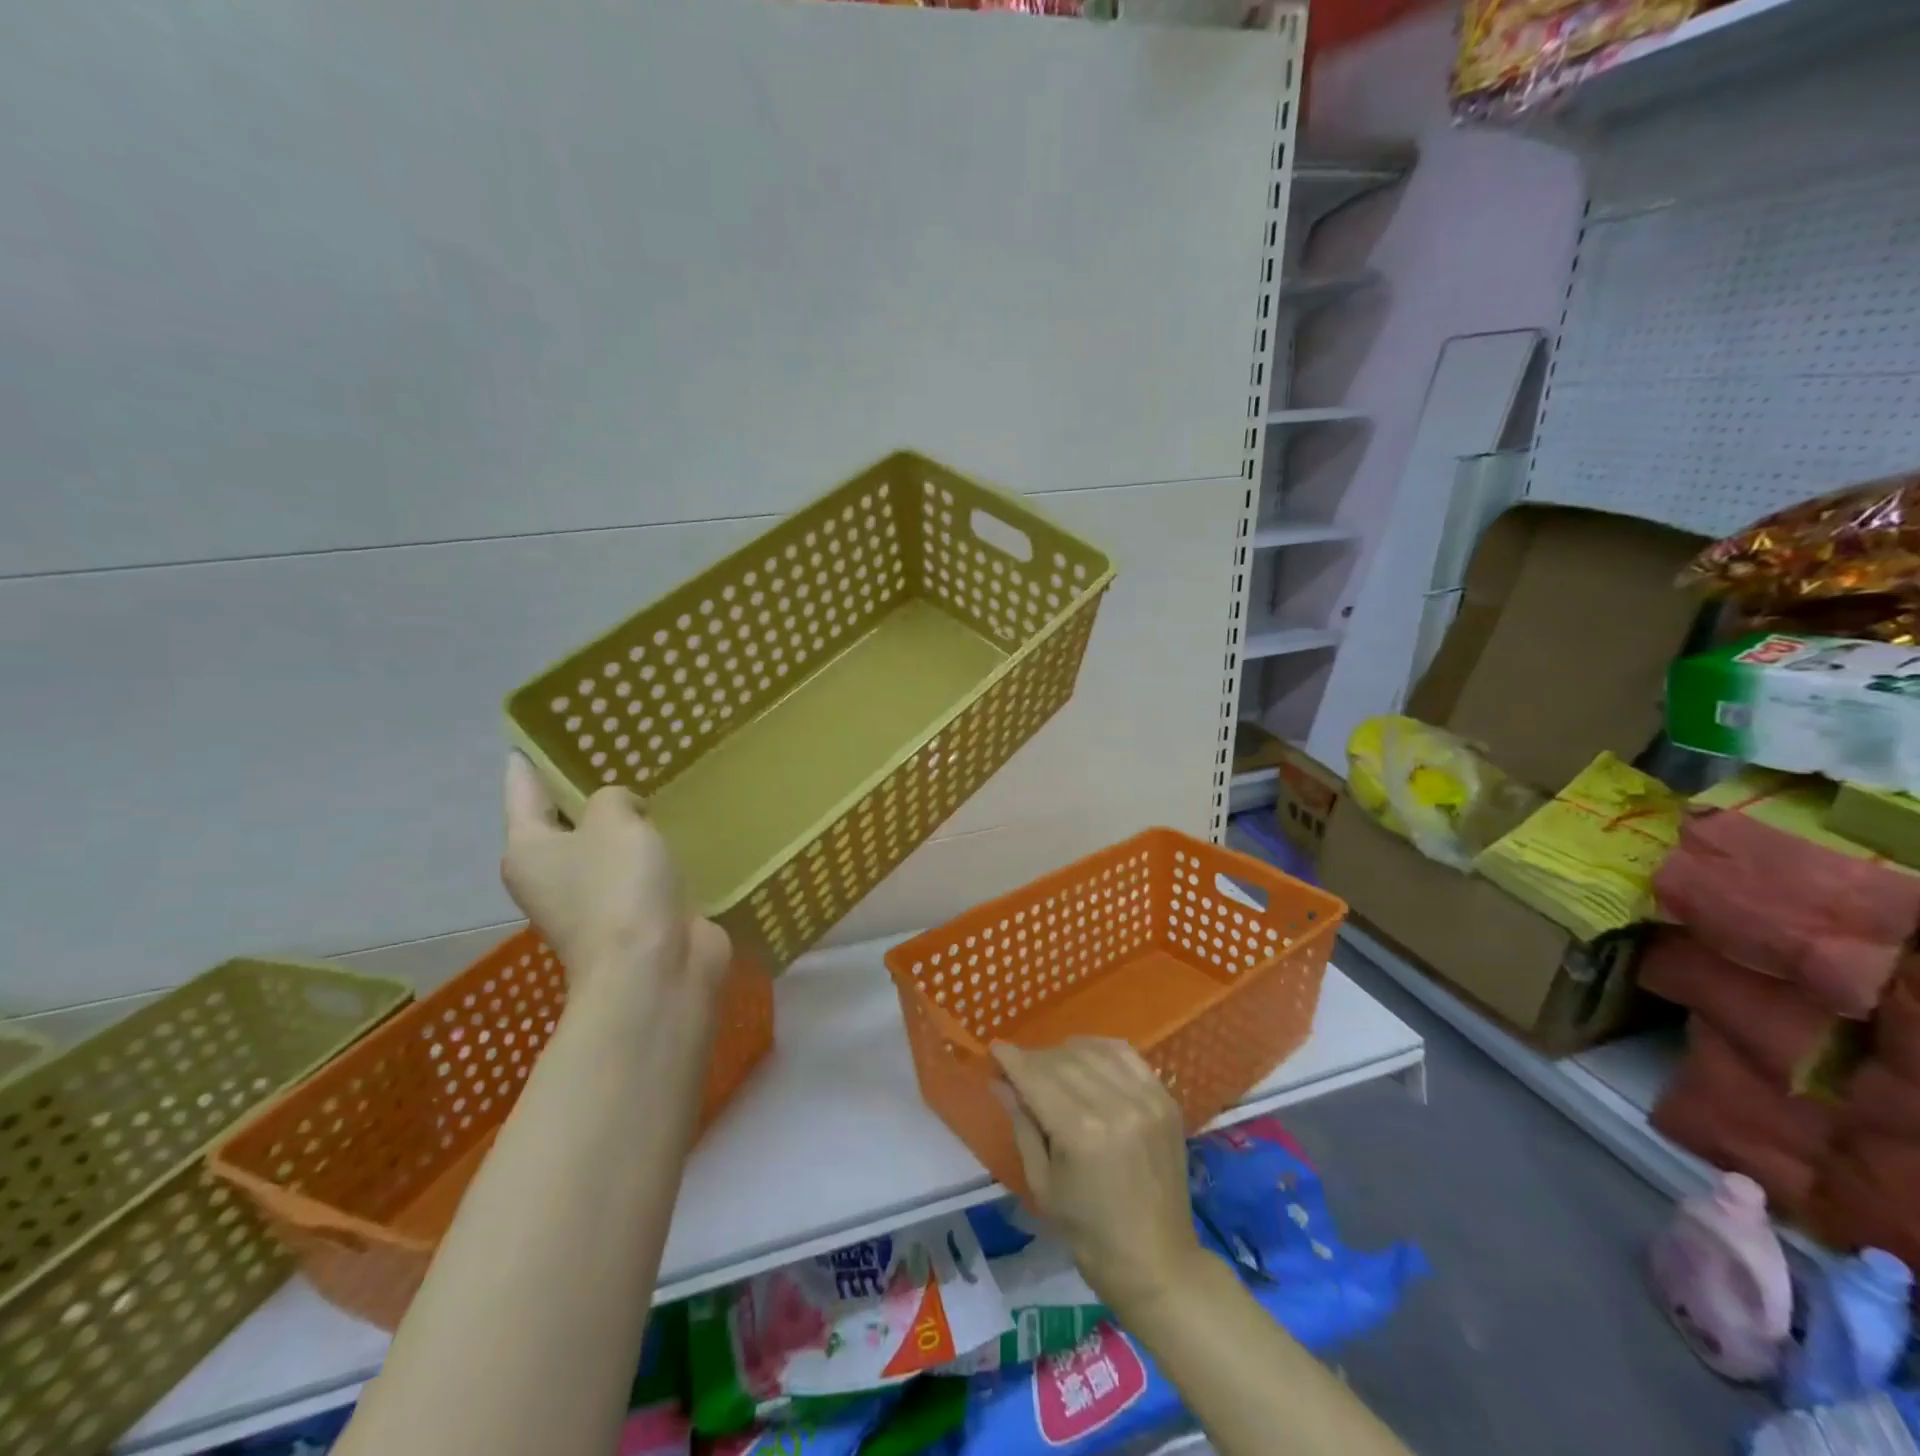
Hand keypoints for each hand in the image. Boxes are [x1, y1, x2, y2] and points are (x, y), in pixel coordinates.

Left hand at [501, 753, 730, 1002]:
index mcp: (529, 850)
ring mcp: (593, 901)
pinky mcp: (634, 916)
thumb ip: (614, 798)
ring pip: (607, 848)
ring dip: (626, 825)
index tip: (538, 735)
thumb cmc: (620, 888)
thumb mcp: (613, 821)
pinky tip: (679, 829)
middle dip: (586, 791)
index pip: (523, 790)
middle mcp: (552, 876)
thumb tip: (626, 814)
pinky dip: (654, 853)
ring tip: (653, 785)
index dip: (530, 761)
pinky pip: (640, 871)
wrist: (655, 968)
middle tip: (615, 751)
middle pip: (564, 821)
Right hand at [991, 1038, 1205, 1314]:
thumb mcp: (1043, 1183)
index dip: (1012, 1060)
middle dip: (1034, 1059)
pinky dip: (1101, 1049)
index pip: (1036, 1078)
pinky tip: (1087, 1059)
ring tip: (1052, 1066)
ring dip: (1065, 1052)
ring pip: (1093, 1051)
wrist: (1157, 1263)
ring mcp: (1145, 1099)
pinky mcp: (1165, 1099)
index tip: (995, 1049)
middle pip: (1062, 1060)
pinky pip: (1126, 1054)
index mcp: (1080, 1132)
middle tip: (1019, 1069)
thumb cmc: (1089, 1234)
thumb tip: (999, 1082)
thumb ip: (1022, 1124)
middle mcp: (1115, 1105)